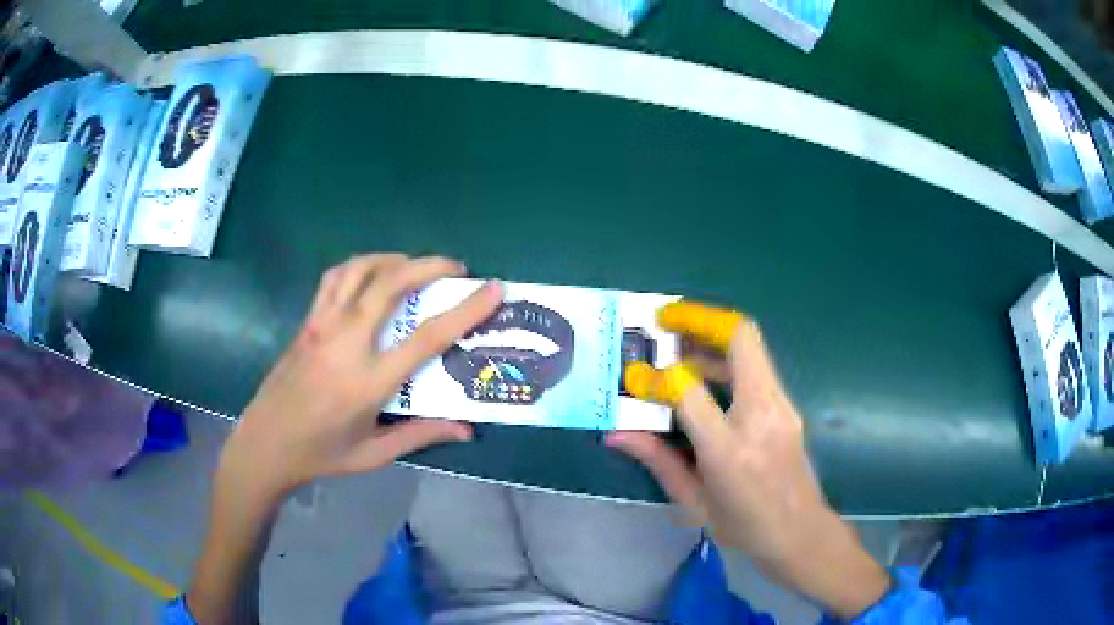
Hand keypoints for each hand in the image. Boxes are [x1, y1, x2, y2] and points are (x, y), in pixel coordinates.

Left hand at [188, 254, 502, 623]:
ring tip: (415, 265)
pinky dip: (360, 265)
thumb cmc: (322, 453)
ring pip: (360, 270)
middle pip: (392, 284)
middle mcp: (347, 343)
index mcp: (370, 381)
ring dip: (394, 258)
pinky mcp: (307, 321)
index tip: (493, 288)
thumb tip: (467, 429)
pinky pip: (335, 278)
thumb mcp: (375, 453)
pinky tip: (372, 273)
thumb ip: (421, 435)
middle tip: (456, 268)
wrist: (266, 443)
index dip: (466, 310)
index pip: (428, 337)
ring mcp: (322, 326)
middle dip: (429, 265)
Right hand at [607, 302, 890, 619]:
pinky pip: (757, 366)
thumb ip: (658, 460)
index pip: (690, 391)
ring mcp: (781, 406)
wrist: (800, 532)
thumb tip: (617, 433)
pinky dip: (728, 358)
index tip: (637, 375)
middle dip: (699, 320)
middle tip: (665, 319)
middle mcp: (761, 417)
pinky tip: (706, 375)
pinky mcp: (788, 405)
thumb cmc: (744, 527)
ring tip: (678, 345)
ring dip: (713, 336)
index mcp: (730, 451)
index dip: (658, 377)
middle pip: (739, 340)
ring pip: (751, 346)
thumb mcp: (694, 502)